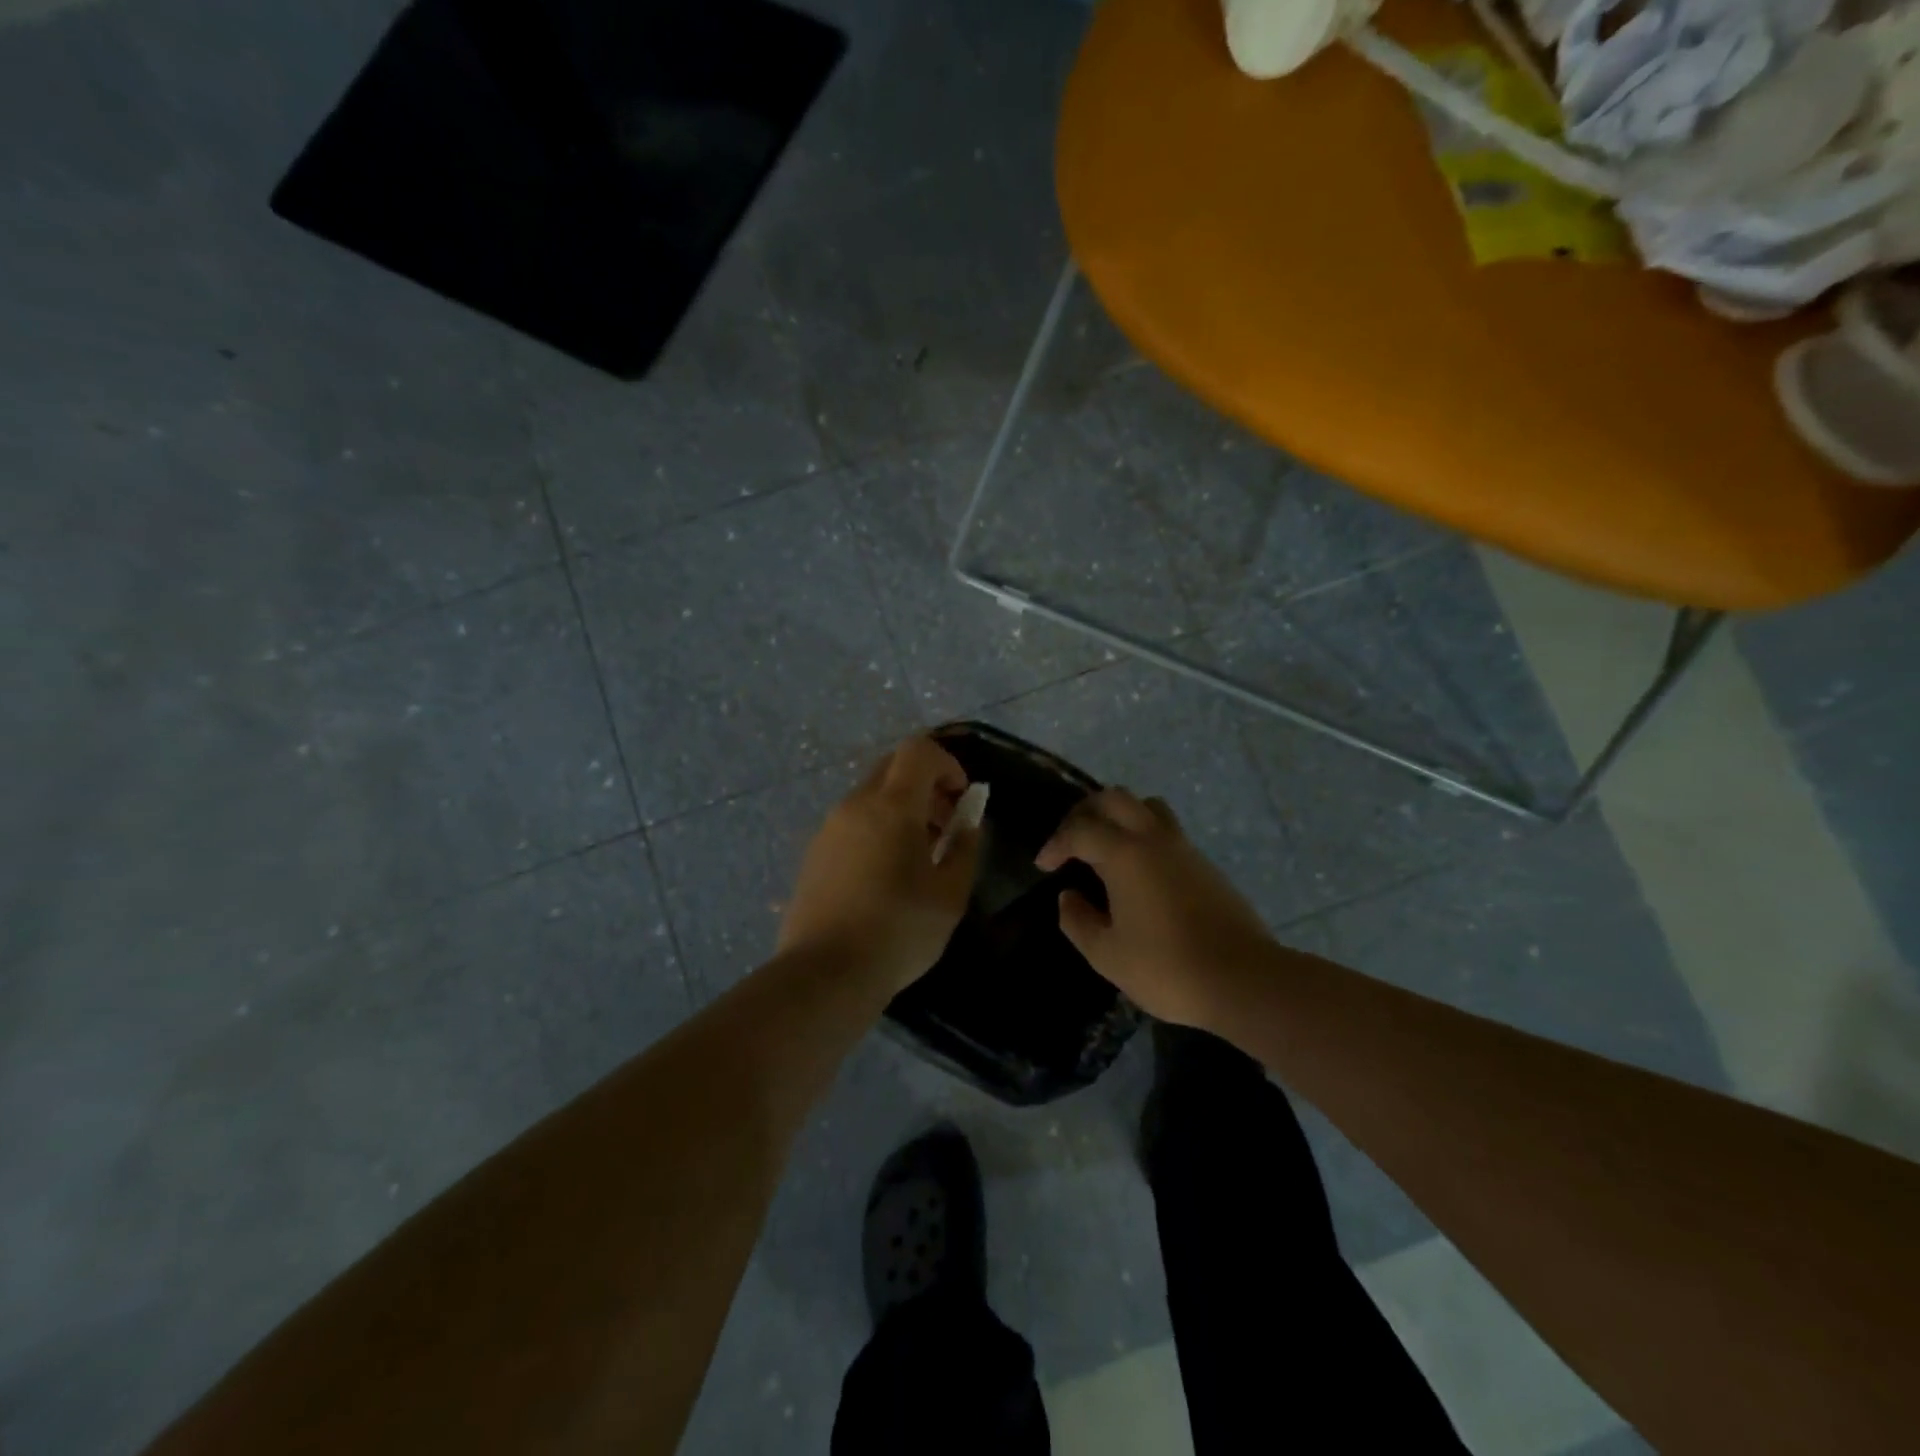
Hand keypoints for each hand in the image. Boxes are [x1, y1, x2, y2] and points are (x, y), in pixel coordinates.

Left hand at [778, 737, 981, 995]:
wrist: (825, 973)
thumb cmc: (899, 931)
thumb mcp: (950, 894)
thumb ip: (965, 847)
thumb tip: (968, 822)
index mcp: (891, 806)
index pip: (918, 750)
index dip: (947, 763)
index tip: (961, 798)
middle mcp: (855, 805)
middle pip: (892, 767)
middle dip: (926, 784)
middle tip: (945, 824)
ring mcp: (829, 828)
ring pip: (871, 795)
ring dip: (902, 808)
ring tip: (919, 854)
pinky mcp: (814, 852)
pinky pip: (853, 821)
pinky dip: (878, 827)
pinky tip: (886, 873)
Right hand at [1036, 788, 1273, 1028]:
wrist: (1243, 980)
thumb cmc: (1167, 968)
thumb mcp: (1107, 955)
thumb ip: (1078, 921)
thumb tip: (1069, 896)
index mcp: (1125, 855)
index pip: (1080, 830)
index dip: (1056, 843)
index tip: (1044, 865)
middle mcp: (1154, 839)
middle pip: (1114, 798)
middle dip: (1085, 813)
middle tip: (1071, 841)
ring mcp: (1184, 848)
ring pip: (1146, 806)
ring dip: (1119, 815)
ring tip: (1105, 844)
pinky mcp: (1205, 864)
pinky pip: (1167, 828)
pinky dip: (1143, 833)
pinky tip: (1138, 869)